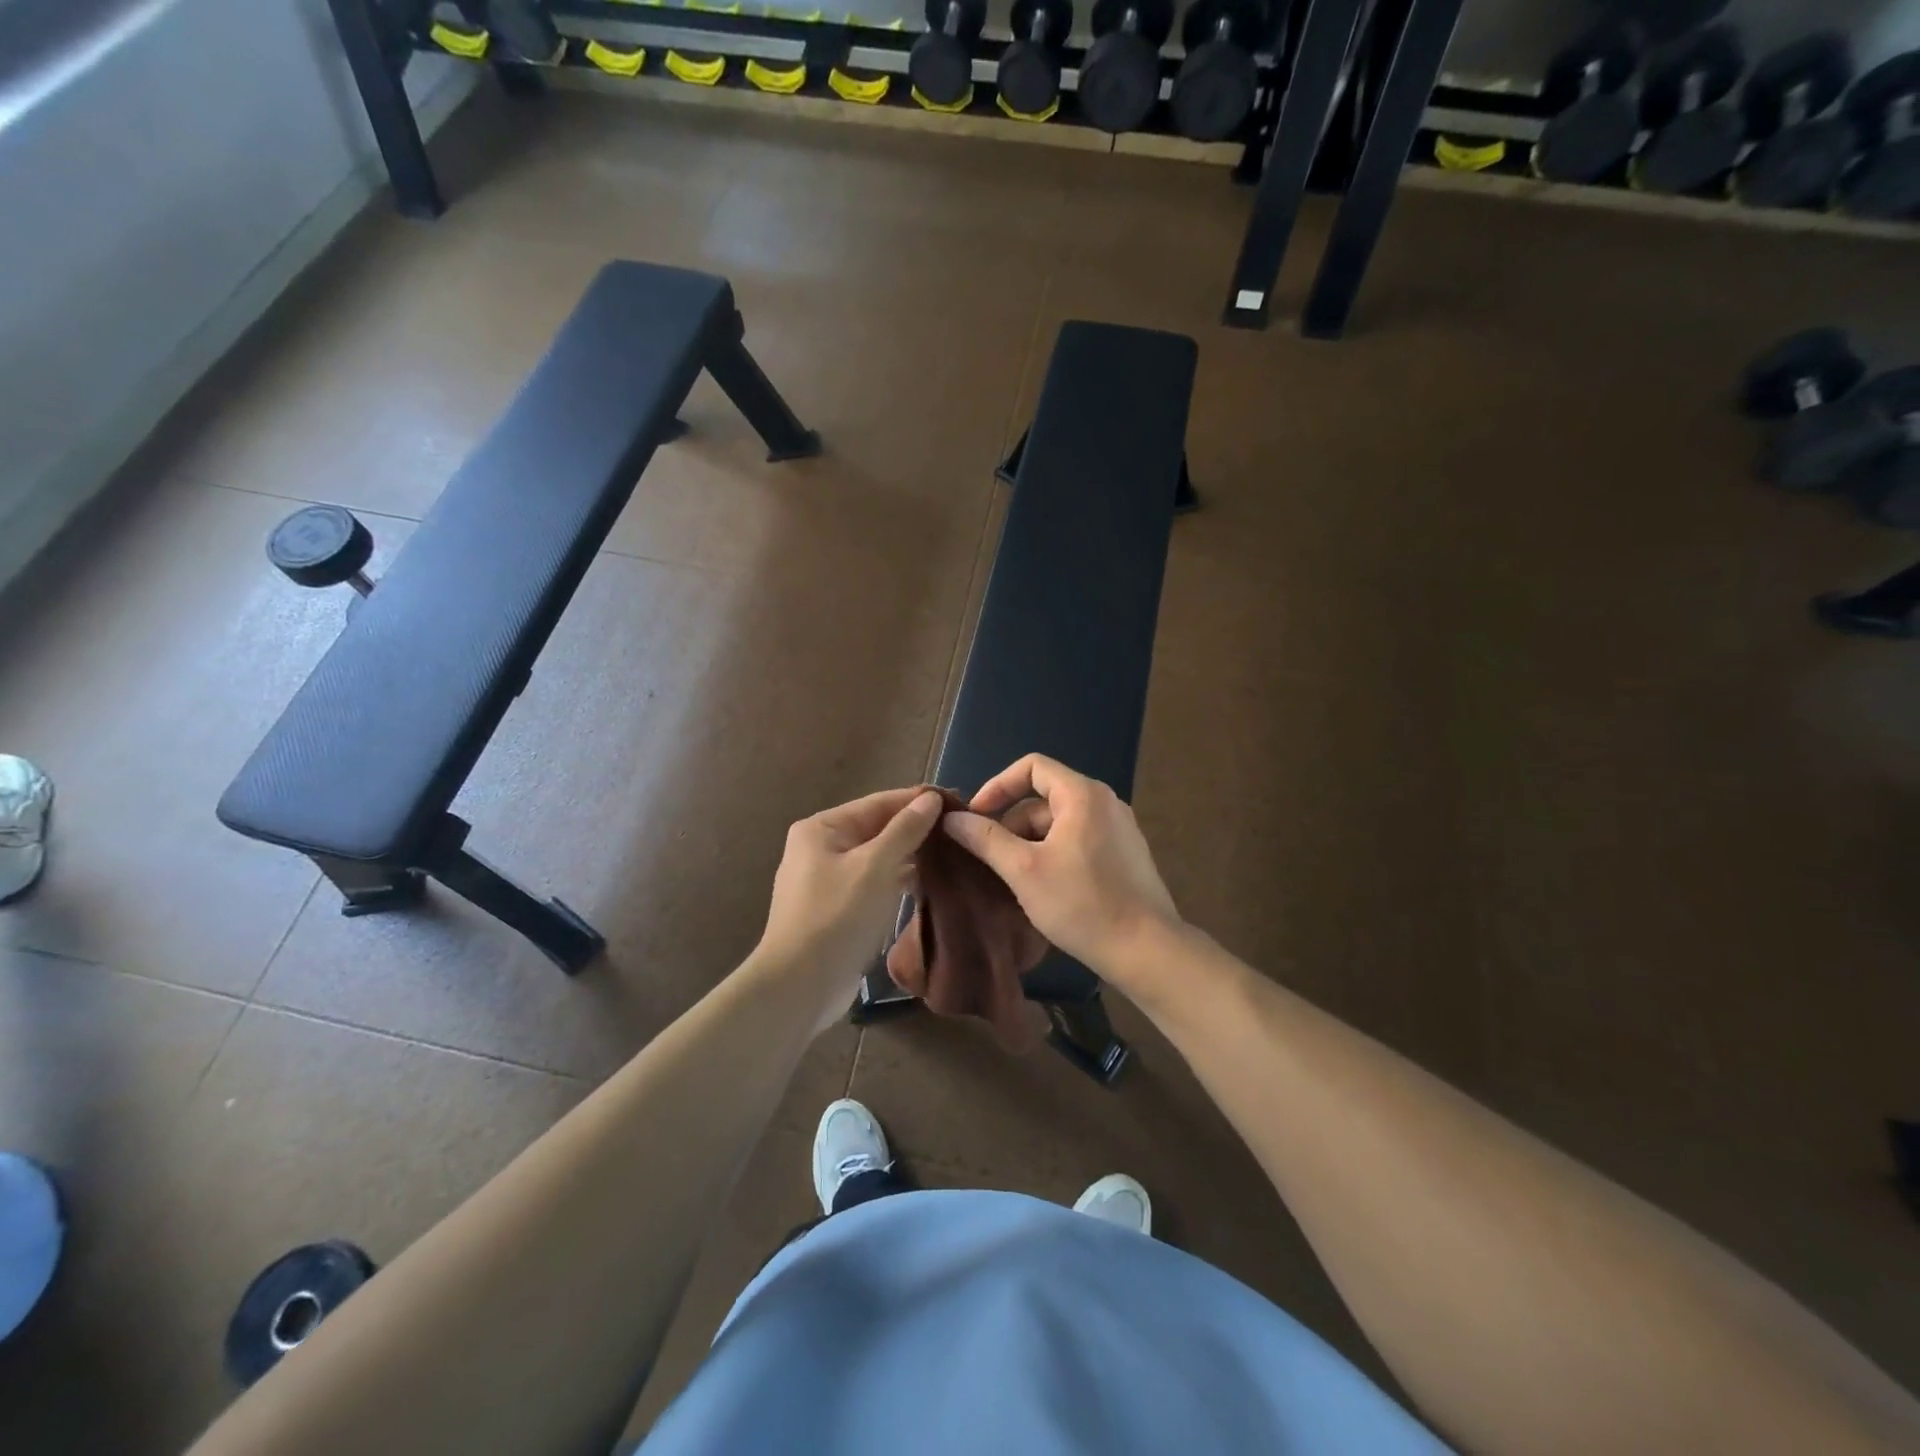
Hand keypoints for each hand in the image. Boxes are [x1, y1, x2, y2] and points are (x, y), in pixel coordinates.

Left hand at [757, 787, 943, 1027]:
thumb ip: (905, 830)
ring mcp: (826, 881)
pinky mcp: (836, 910)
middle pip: (876, 829)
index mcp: (822, 828)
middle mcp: (820, 848)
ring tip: (952, 856)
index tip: (957, 802)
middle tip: (960, 831)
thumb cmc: (837, 916)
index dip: (917, 800)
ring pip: (876, 859)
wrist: (800, 986)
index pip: (878, 803)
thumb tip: (930, 798)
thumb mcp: (876, 866)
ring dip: (909, 857)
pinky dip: (896, 882)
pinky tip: (927, 885)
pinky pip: (872, 884)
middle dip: (916, 830)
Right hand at [941, 755, 1179, 976]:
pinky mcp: (1125, 855)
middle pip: (1044, 799)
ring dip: (1030, 844)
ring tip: (1011, 881)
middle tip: (989, 861)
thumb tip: (952, 819)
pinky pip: (1078, 841)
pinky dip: (1053, 854)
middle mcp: (1105, 802)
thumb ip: (985, 839)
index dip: (997, 786)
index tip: (975, 817)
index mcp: (1083, 794)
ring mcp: (1119, 829)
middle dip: (1011, 825)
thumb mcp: (1023, 870)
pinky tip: (1042, 889)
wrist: (1146, 950)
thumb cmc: (1082, 903)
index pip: (1031, 767)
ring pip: (1060, 824)